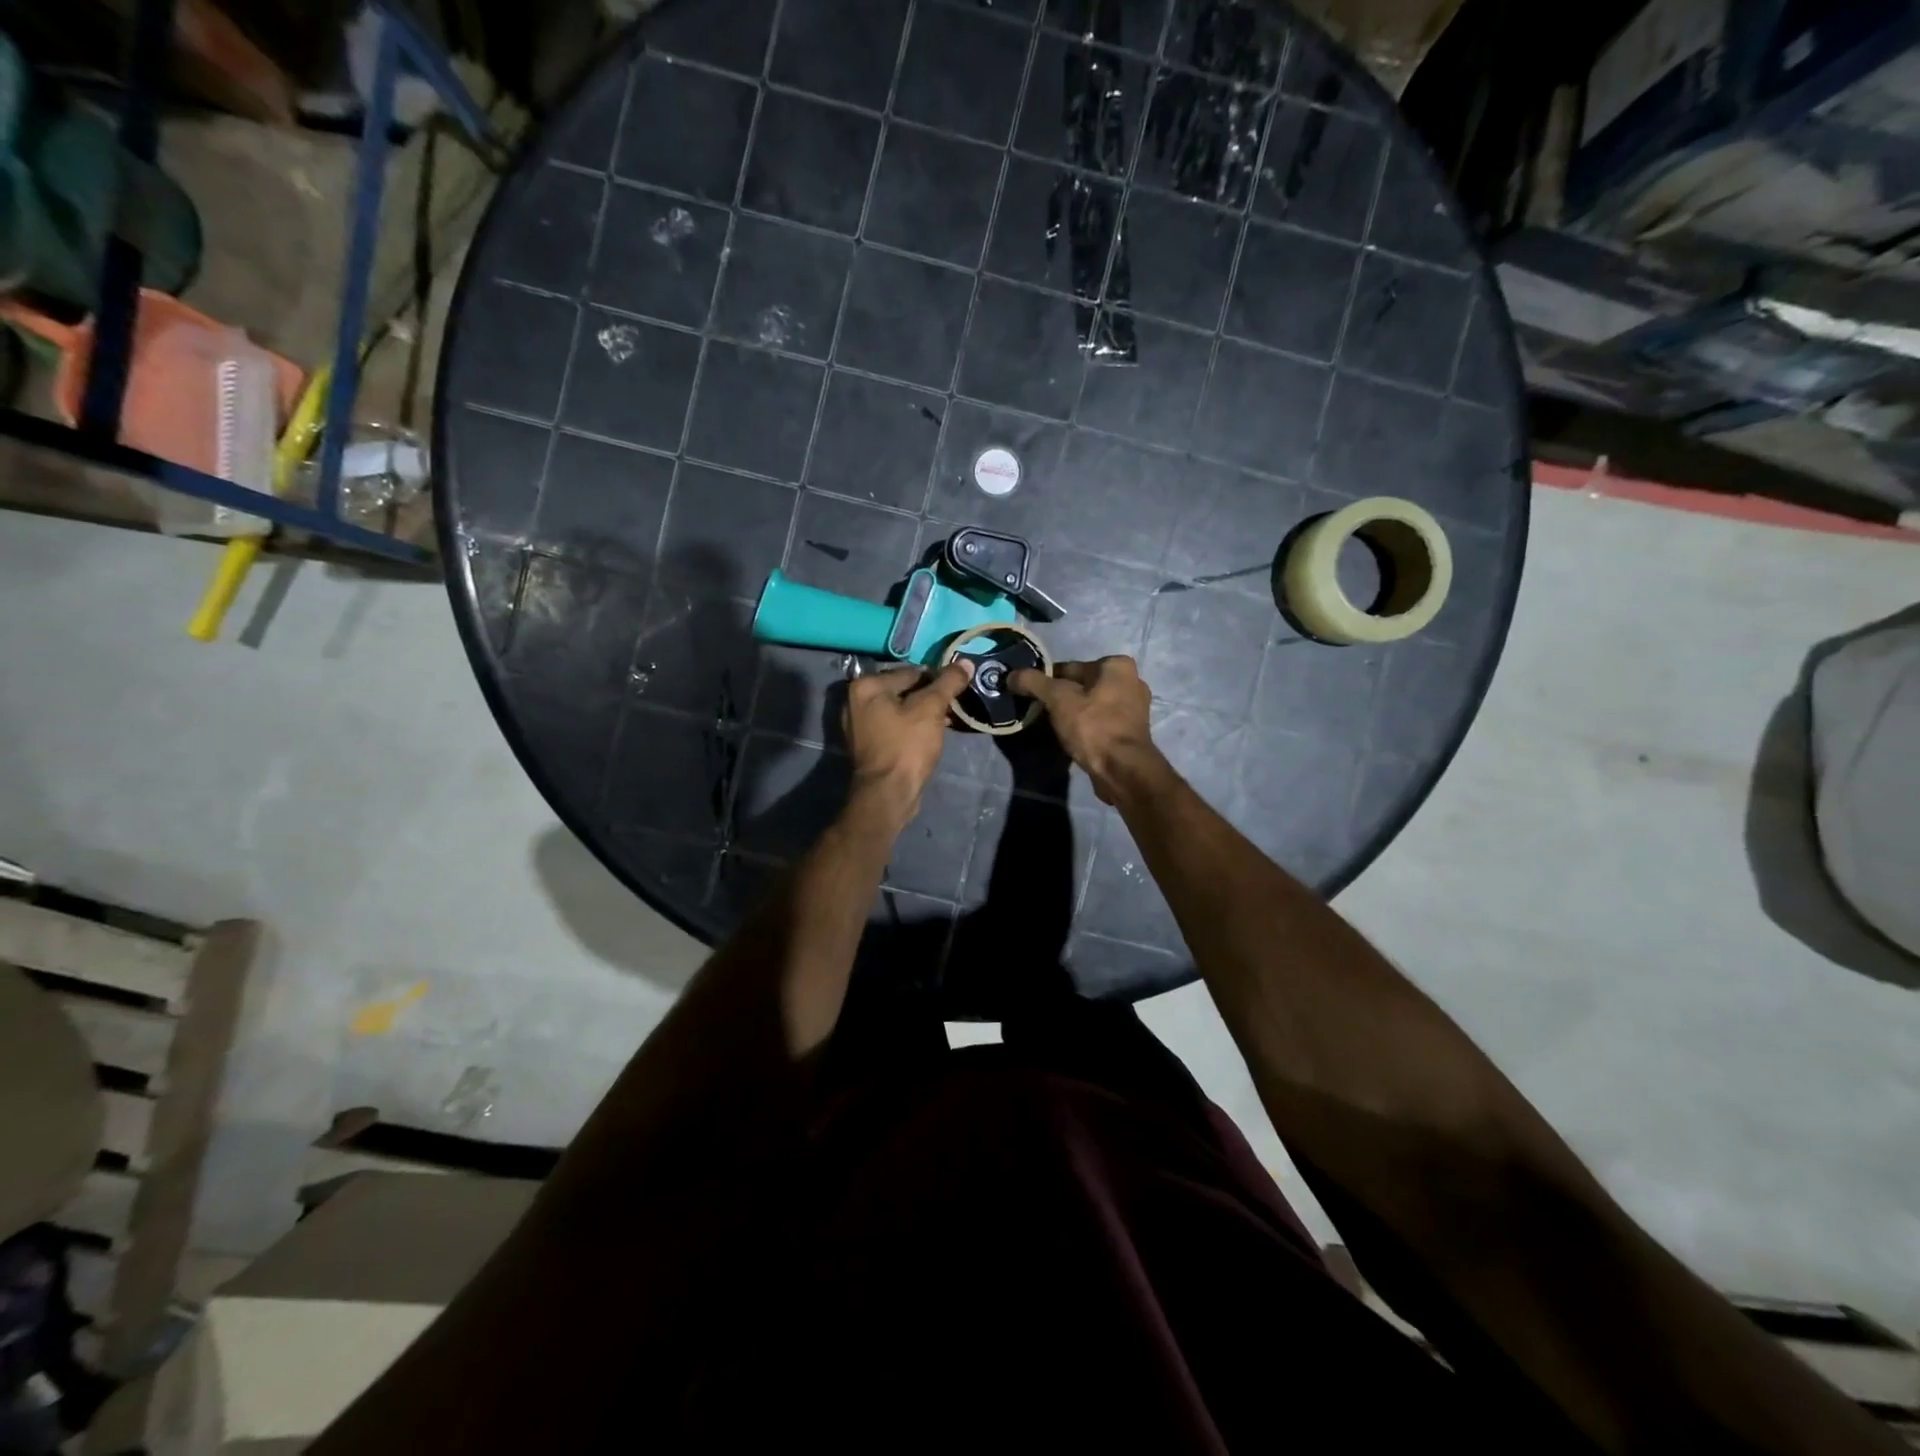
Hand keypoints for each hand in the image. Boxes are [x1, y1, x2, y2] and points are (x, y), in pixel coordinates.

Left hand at [841, 661, 972, 825]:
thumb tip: (965, 662)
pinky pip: (894, 727)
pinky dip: (911, 728)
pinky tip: (930, 736)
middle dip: (929, 697)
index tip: (957, 690)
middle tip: (952, 708)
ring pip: (900, 709)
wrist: (888, 794)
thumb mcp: (931, 708)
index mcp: (866, 686)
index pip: (911, 671)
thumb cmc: (907, 746)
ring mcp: (859, 725)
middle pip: (904, 690)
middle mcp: (856, 701)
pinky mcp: (868, 745)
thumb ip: (948, 682)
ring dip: (922, 714)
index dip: (938, 679)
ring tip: (945, 722)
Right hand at [1008, 657, 1159, 802]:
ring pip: (1091, 705)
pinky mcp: (1131, 732)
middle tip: (1041, 713)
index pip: (1070, 668)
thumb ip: (1033, 682)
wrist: (1122, 769)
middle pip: (1082, 686)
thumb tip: (1011, 675)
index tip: (1031, 696)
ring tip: (1054, 728)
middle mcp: (1132, 681)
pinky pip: (1100, 722)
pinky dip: (1086, 727)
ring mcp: (1134, 709)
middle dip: (1061, 698)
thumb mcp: (1058, 699)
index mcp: (1117, 666)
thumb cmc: (1093, 726)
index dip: (1046, 681)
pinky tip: (1072, 739)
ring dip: (1073, 714)